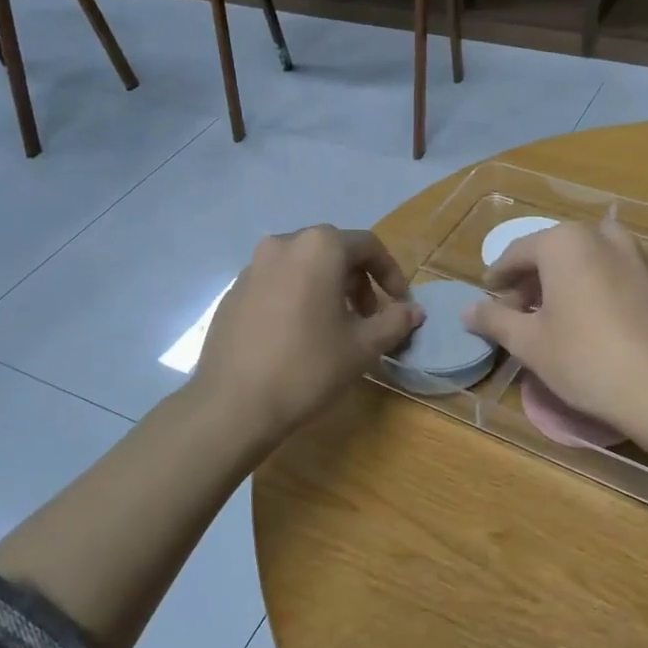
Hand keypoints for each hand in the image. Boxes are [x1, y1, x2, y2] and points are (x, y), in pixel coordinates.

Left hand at [193, 225, 421, 445]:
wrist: (234, 403)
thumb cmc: (308, 367)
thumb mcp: (362, 347)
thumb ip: (394, 322)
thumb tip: (414, 311)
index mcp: (318, 248)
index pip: (367, 245)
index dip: (390, 273)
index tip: (398, 303)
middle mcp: (283, 245)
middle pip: (333, 251)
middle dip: (358, 281)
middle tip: (367, 318)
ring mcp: (252, 267)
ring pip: (302, 266)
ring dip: (327, 288)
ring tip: (334, 327)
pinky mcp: (233, 291)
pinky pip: (276, 282)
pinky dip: (297, 296)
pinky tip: (298, 334)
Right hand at [463, 218, 647, 445]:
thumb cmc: (584, 359)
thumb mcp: (528, 342)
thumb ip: (495, 319)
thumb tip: (467, 310)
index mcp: (565, 243)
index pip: (518, 252)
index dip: (498, 276)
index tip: (488, 296)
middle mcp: (602, 237)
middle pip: (554, 251)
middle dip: (532, 278)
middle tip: (516, 310)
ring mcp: (637, 257)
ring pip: (587, 260)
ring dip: (564, 281)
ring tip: (552, 315)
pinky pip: (615, 275)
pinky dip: (594, 288)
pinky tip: (591, 322)